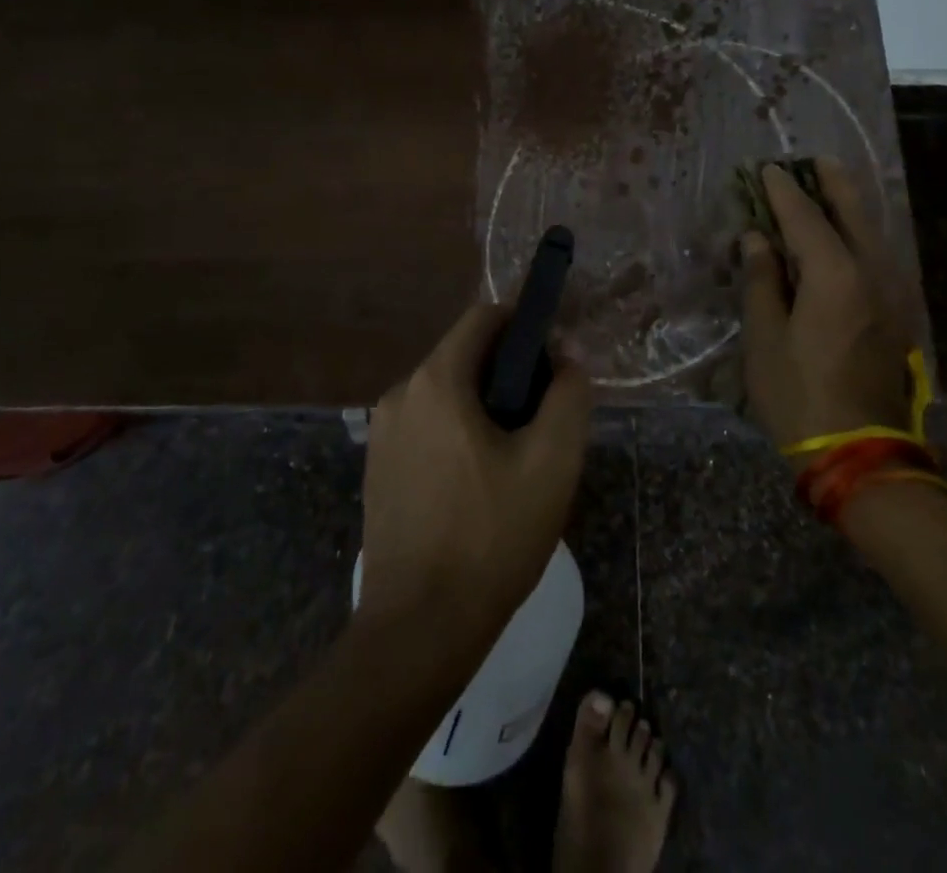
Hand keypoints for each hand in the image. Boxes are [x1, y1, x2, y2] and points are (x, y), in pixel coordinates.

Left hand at [359, 304, 593, 648]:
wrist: (419, 629)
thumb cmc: (492, 537)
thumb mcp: (552, 462)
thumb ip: (568, 395)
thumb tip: (567, 354)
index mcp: (436, 380)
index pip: (484, 317)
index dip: (525, 327)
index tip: (554, 364)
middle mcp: (400, 394)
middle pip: (465, 355)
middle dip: (509, 374)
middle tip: (542, 422)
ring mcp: (382, 433)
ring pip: (446, 393)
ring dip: (484, 407)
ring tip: (516, 459)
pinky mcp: (378, 467)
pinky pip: (427, 426)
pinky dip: (457, 434)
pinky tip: (480, 485)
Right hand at [740, 158, 916, 448]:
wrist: (860, 453)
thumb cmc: (799, 394)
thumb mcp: (765, 338)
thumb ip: (762, 280)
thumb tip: (757, 239)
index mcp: (834, 275)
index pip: (804, 217)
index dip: (783, 191)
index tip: (767, 169)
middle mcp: (872, 273)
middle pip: (853, 213)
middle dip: (833, 184)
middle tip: (816, 160)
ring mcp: (893, 294)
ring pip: (874, 233)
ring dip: (851, 206)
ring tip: (832, 186)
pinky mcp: (898, 315)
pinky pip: (880, 256)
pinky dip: (861, 234)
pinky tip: (848, 236)